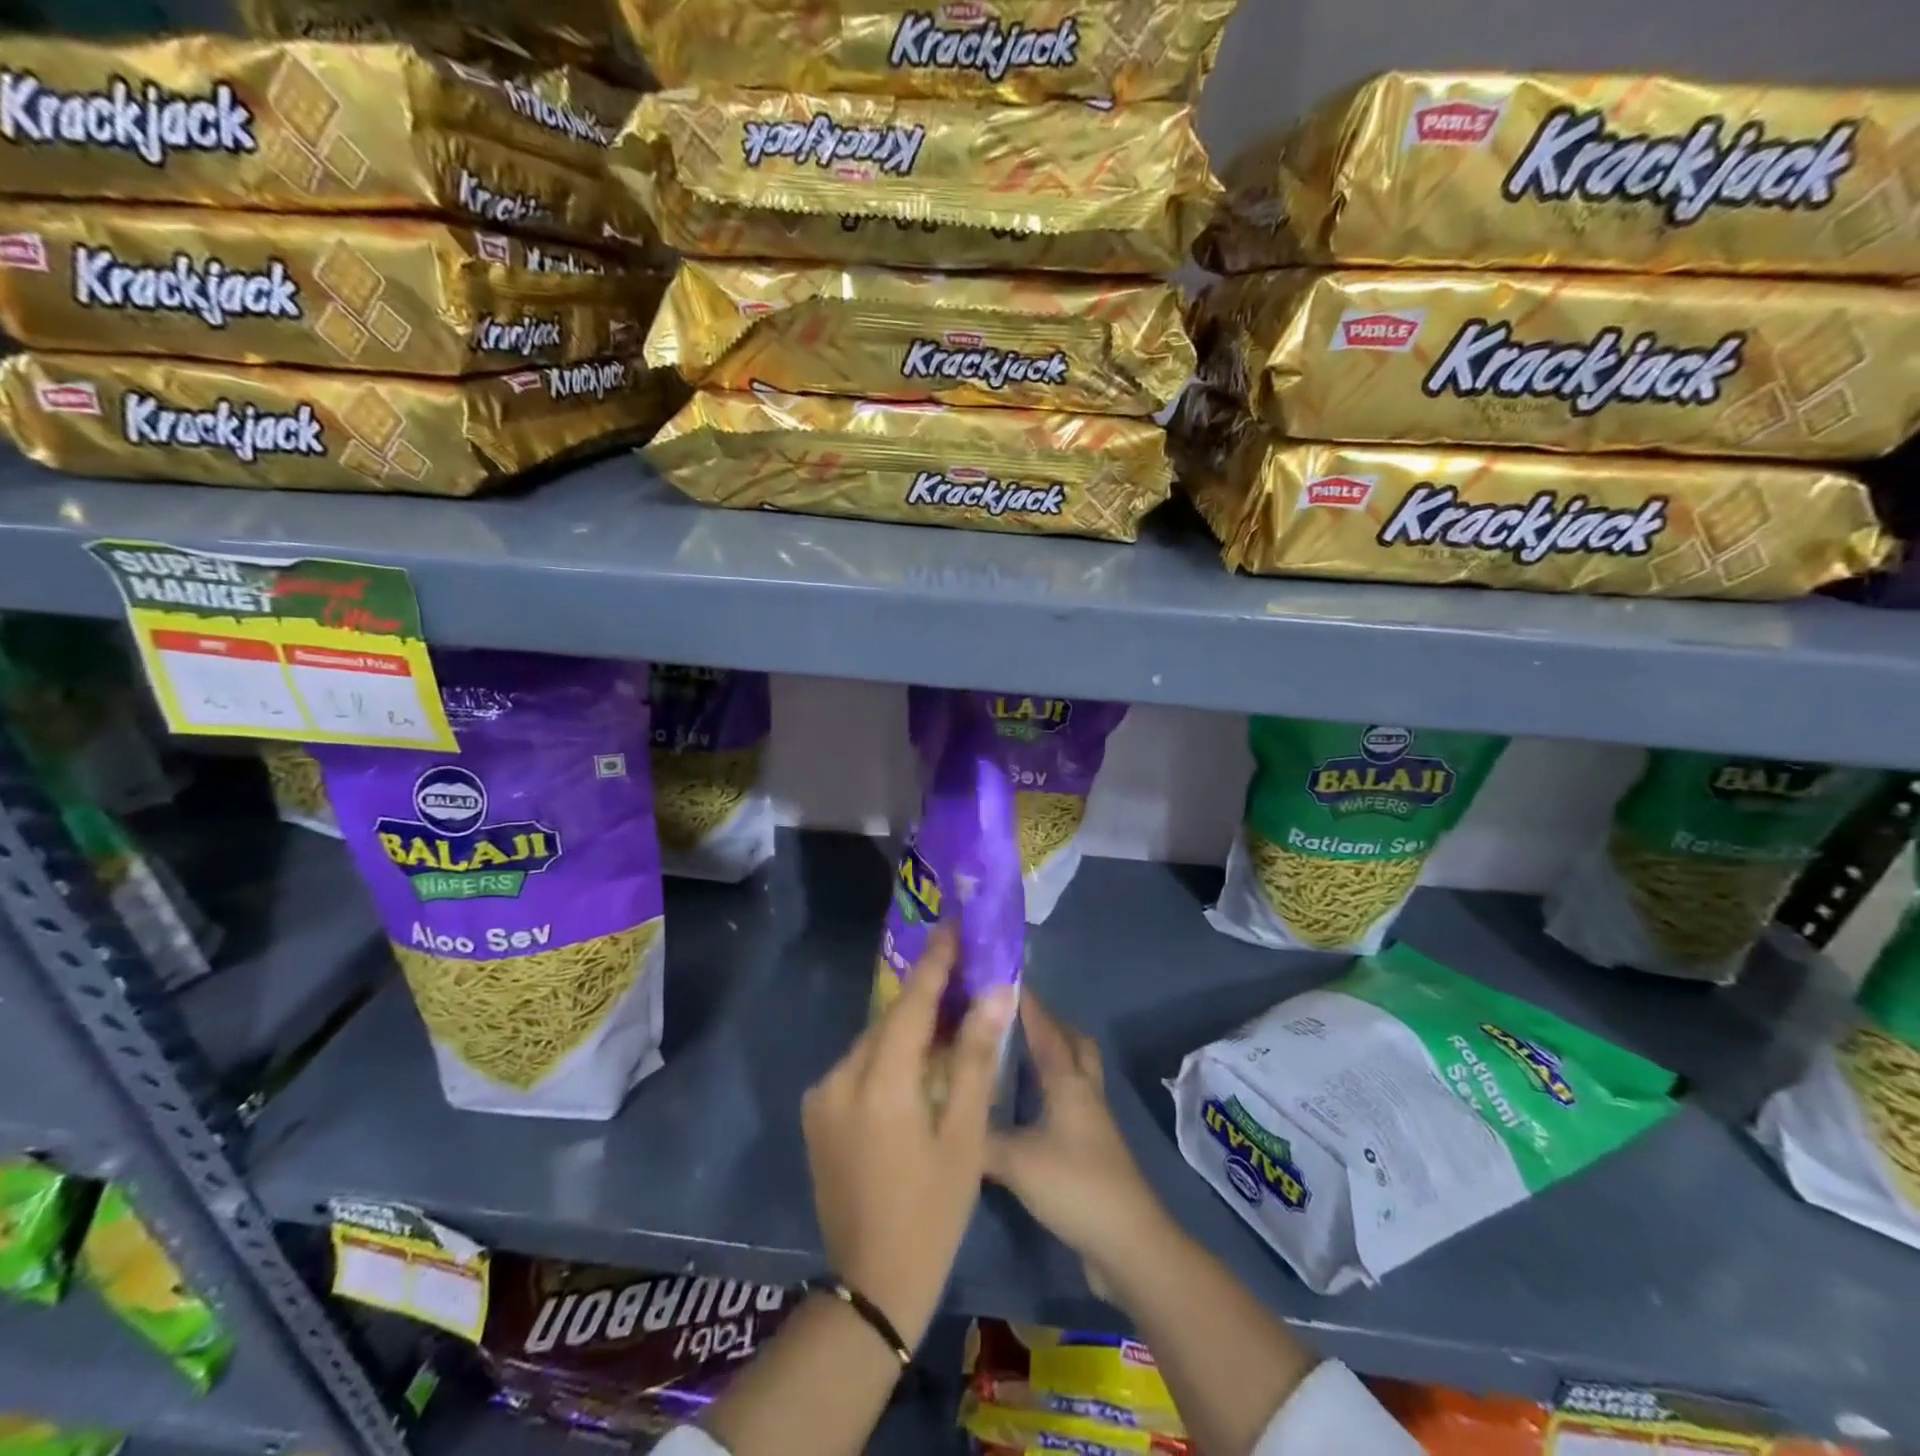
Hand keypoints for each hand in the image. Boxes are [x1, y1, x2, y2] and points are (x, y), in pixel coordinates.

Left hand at [802, 929, 1015, 1349]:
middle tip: (964, 978)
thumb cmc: (931, 1212)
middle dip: (926, 999)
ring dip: (907, 1031)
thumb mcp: (965, 1137)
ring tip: (947, 1025)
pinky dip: (888, 1058)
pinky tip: (915, 1069)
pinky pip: (858, 1068)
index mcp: (878, 1083)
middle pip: (889, 1021)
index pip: (911, 1003)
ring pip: (873, 1044)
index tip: (953, 925)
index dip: (935, 962)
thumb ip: (975, 1058)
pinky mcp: (817, 1115)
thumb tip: (995, 994)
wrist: (870, 1288)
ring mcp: (822, 1098)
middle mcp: (839, 1078)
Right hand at [986, 995, 1167, 1297]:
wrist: (1128, 1243)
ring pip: (1075, 1071)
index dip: (1027, 1004)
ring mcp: (1092, 1120)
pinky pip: (1070, 1101)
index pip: (1045, 1030)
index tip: (1005, 979)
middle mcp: (1083, 1091)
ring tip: (1016, 1053)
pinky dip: (1051, 1090)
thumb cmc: (1075, 1186)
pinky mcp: (1091, 1148)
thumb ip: (979, 1137)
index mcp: (1068, 1082)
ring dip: (1052, 1055)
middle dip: (1048, 1023)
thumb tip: (947, 1117)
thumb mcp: (1016, 1161)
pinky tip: (1025, 1106)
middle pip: (1073, 1042)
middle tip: (1014, 1016)